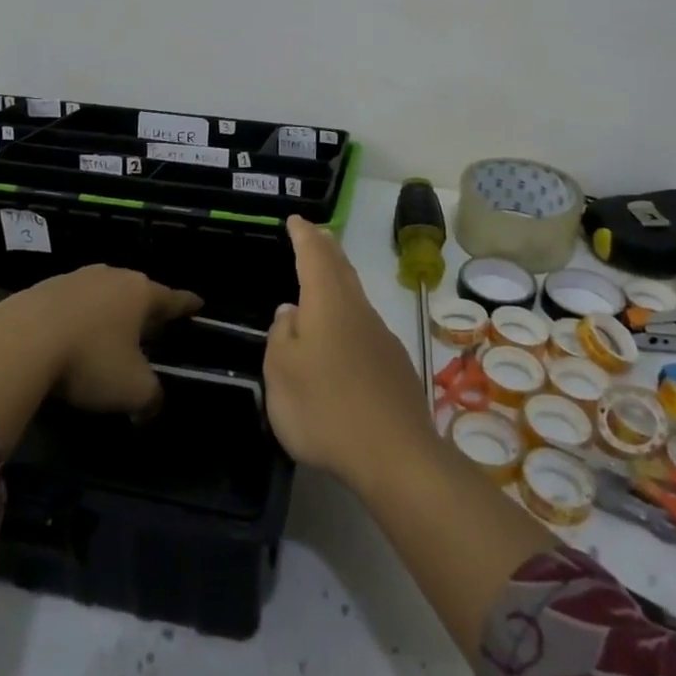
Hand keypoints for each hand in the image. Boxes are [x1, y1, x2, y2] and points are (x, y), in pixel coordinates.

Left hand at [0, 265, 201, 417]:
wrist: (17, 343)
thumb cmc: (89, 360)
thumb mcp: (132, 390)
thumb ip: (151, 398)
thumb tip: (150, 407)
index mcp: (140, 293)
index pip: (173, 298)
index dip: (188, 304)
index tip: (199, 304)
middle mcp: (110, 276)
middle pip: (135, 290)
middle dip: (143, 307)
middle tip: (149, 325)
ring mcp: (73, 278)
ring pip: (100, 293)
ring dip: (105, 312)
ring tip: (105, 333)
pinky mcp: (39, 288)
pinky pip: (67, 303)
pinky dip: (73, 318)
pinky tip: (65, 338)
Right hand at [265, 216, 435, 486]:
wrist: (395, 455)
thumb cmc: (325, 408)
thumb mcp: (281, 373)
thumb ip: (281, 336)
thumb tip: (290, 312)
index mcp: (327, 303)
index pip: (313, 254)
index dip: (303, 235)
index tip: (295, 220)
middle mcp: (358, 310)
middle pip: (341, 268)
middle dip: (326, 248)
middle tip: (314, 234)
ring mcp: (381, 337)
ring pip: (356, 295)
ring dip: (339, 279)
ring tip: (325, 277)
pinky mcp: (395, 365)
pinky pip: (365, 325)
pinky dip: (349, 314)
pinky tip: (343, 336)